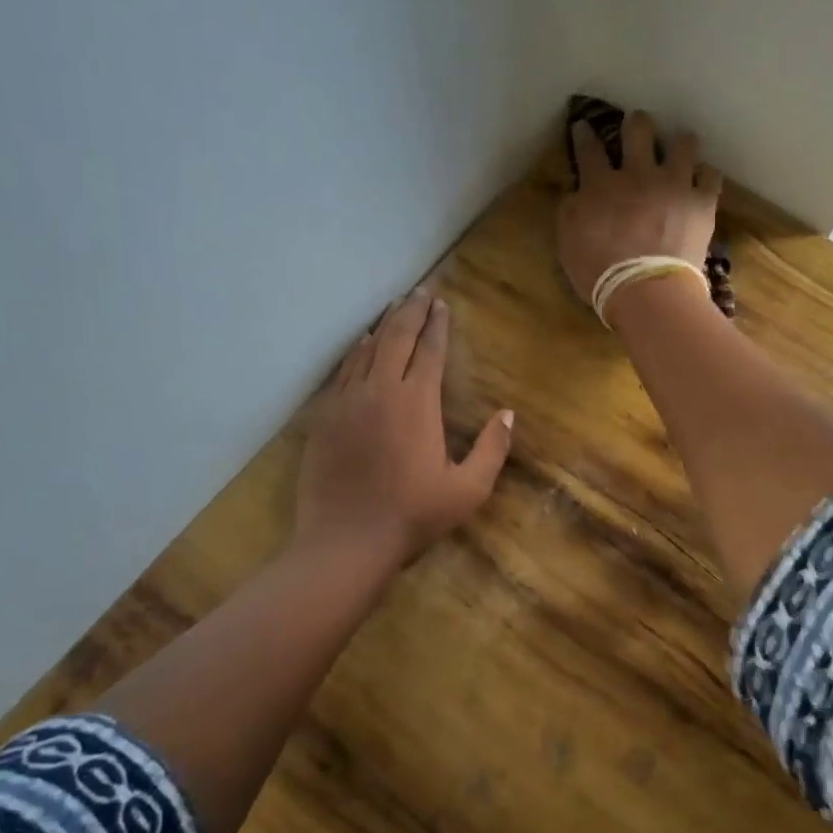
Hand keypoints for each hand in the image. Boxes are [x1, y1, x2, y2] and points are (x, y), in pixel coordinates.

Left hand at [295, 291, 513, 576]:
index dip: (437, 325)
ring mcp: (347, 401)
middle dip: (411, 311)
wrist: (345, 541)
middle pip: (396, 338)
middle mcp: (380, 390)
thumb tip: (507, 414)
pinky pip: (343, 371)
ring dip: (383, 325)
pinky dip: (356, 351)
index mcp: (416, 402)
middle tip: (420, 291)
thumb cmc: (412, 516)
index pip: (429, 350)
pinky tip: (361, 344)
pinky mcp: (325, 417)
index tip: (442, 304)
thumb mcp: (467, 490)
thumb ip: (491, 449)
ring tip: (395, 307)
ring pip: (367, 349)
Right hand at [557, 110, 722, 304]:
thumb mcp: (567, 244)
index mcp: (601, 185)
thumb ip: (569, 212)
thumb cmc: (599, 273)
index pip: (589, 149)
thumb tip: (575, 192)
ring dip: (679, 143)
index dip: (585, 134)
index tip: (584, 126)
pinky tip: (702, 179)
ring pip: (682, 144)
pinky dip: (705, 176)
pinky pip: (710, 176)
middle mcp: (638, 174)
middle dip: (637, 123)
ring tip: (680, 147)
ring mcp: (674, 184)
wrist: (646, 291)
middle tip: (637, 126)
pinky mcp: (701, 202)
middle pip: (639, 130)